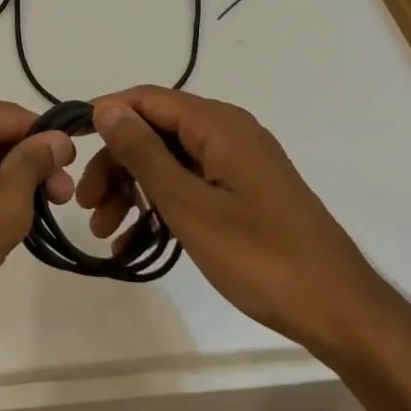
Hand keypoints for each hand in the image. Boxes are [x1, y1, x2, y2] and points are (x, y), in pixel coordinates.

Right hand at [78, 86, 388, 355]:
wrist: (339, 311)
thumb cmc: (260, 256)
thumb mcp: (189, 205)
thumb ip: (144, 153)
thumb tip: (107, 109)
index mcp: (218, 125)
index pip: (148, 99)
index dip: (106, 116)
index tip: (71, 147)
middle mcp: (228, 133)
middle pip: (155, 131)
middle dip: (116, 165)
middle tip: (85, 205)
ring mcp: (238, 164)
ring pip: (169, 161)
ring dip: (132, 190)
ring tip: (104, 231)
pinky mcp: (244, 193)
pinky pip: (189, 185)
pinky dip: (160, 207)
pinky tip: (133, 243)